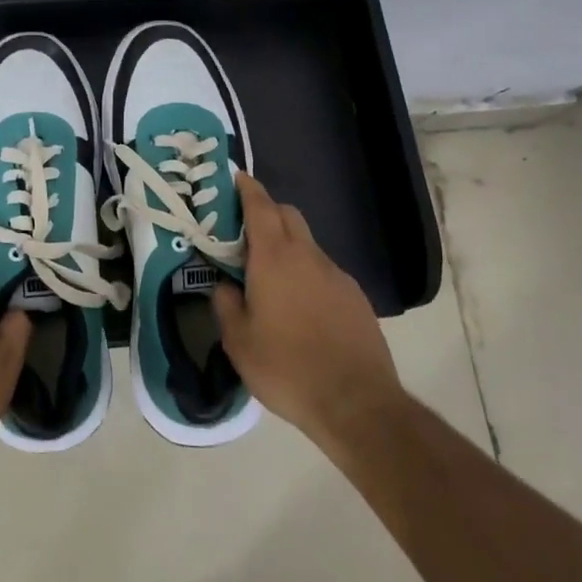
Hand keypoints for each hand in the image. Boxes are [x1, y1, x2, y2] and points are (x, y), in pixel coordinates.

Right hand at [212, 172, 406, 451]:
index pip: (260, 206)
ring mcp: (337, 275)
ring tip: (269, 277)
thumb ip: (226, 304)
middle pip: (288, 215)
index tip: (235, 178)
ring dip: (287, 246)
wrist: (356, 403)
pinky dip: (307, 273)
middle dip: (266, 212)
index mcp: (274, 259)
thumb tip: (224, 285)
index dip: (247, 188)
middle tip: (243, 232)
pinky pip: (324, 271)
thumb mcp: (239, 341)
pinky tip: (300, 307)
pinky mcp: (355, 297)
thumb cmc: (287, 368)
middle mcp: (308, 256)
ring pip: (307, 244)